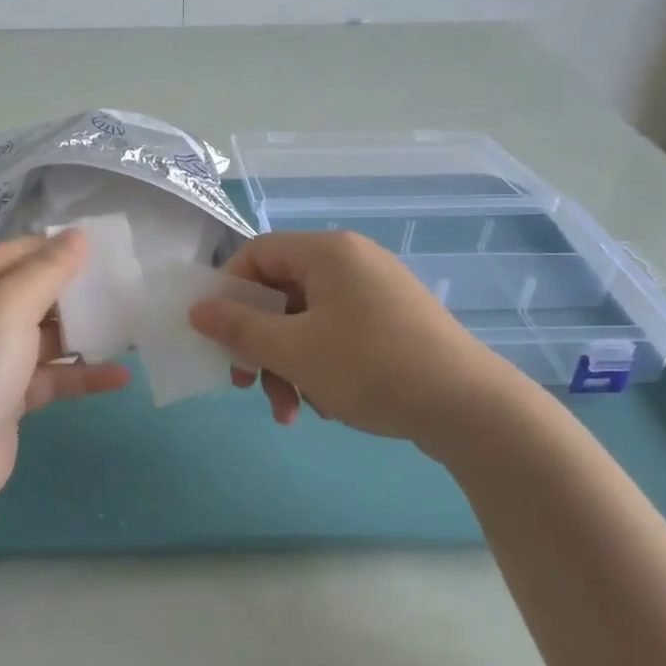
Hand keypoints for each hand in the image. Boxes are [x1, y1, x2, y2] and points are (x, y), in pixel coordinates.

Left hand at [0, 231, 130, 501]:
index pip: (14, 254)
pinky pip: (50, 377)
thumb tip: (79, 234)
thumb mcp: (10, 307)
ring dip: (84, 334)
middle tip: (123, 285)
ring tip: (130, 326)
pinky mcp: (9, 397)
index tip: (103, 248)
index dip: (56, 248)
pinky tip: (121, 374)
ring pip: (45, 338)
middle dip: (75, 292)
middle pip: (32, 295)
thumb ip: (48, 270)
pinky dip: (81, 375)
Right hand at [188, 230, 495, 441]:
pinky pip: (338, 335)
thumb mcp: (293, 351)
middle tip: (246, 384)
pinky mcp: (394, 323)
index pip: (257, 253)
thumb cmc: (370, 367)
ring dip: (288, 366)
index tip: (217, 333)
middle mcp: (353, 262)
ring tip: (290, 412)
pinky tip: (327, 406)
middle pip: (281, 293)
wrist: (469, 408)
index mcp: (328, 252)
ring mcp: (377, 293)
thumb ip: (239, 328)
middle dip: (259, 344)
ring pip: (308, 322)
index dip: (228, 290)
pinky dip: (321, 367)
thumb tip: (197, 309)